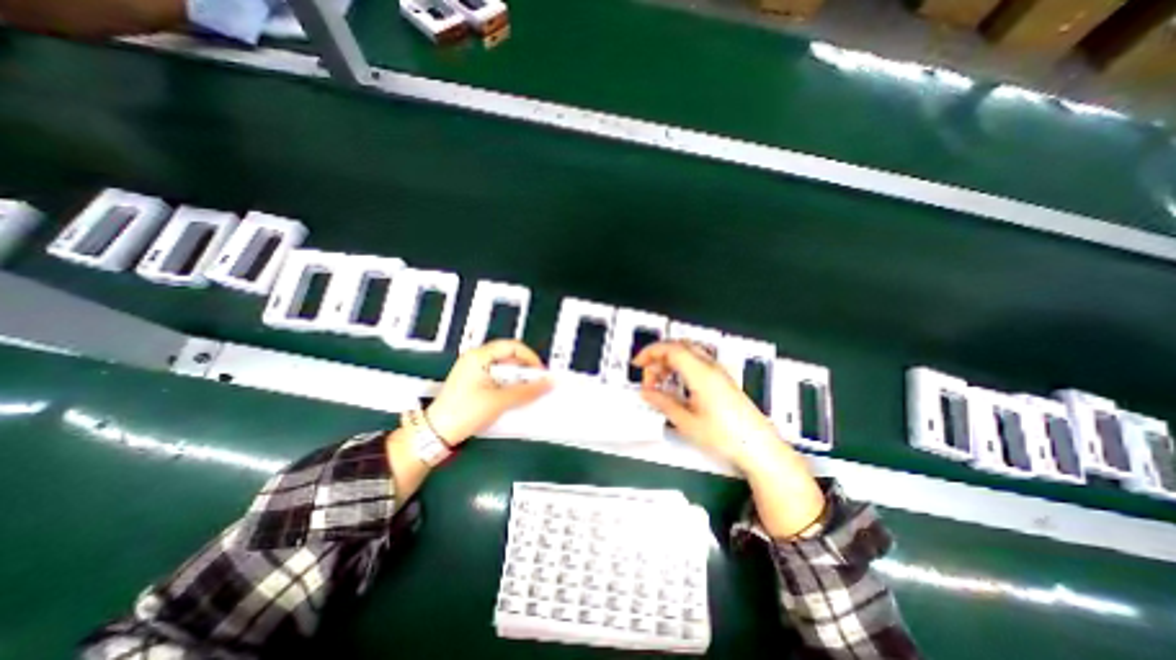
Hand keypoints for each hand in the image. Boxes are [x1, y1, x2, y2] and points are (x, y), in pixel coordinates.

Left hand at [426, 342, 553, 444]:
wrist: (437, 433)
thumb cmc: (464, 412)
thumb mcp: (500, 401)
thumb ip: (527, 391)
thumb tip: (549, 383)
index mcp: (479, 356)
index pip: (513, 346)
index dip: (530, 358)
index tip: (540, 373)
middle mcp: (476, 359)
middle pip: (509, 358)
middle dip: (524, 371)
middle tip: (535, 385)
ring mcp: (474, 371)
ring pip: (504, 369)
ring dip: (517, 380)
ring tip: (524, 394)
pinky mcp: (474, 383)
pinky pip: (498, 379)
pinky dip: (508, 386)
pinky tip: (512, 398)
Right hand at [635, 343, 777, 472]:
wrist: (759, 448)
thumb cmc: (726, 437)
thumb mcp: (687, 422)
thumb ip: (663, 403)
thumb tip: (647, 393)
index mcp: (701, 374)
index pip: (671, 349)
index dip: (650, 352)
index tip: (638, 364)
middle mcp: (711, 368)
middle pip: (679, 346)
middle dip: (659, 356)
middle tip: (648, 376)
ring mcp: (719, 372)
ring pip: (688, 352)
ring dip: (670, 361)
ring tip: (660, 383)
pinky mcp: (723, 380)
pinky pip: (697, 362)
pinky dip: (681, 367)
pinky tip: (676, 385)